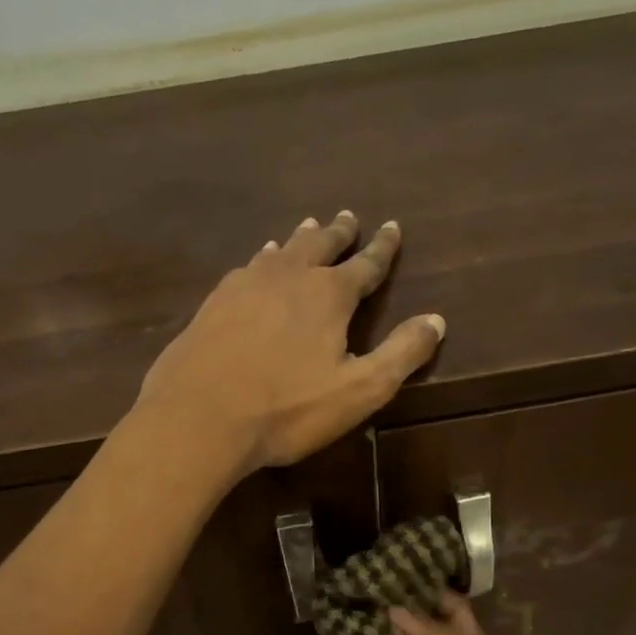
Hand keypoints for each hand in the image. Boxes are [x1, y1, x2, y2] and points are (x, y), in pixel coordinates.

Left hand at [134, 211, 444, 474]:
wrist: (198, 418)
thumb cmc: (286, 409)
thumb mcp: (359, 391)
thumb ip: (401, 354)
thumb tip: (436, 320)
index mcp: (328, 295)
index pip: (365, 264)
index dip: (382, 248)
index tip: (392, 227)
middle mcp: (288, 277)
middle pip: (319, 245)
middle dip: (338, 232)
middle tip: (347, 216)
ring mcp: (245, 286)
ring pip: (280, 251)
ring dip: (299, 239)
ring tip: (307, 227)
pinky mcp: (213, 303)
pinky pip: (247, 268)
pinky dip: (262, 259)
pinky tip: (257, 264)